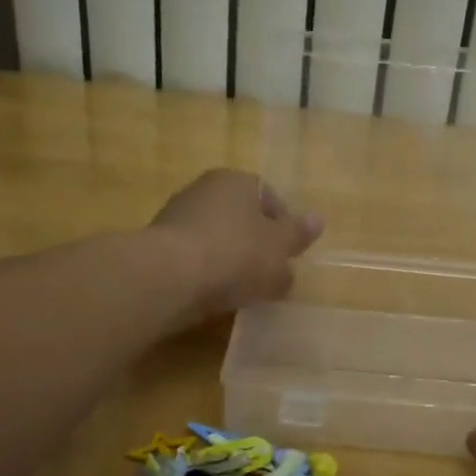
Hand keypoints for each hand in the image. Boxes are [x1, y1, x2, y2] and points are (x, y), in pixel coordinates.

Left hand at [150, 169, 322, 319]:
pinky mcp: (158, 246)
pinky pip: (195, 257)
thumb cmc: (235, 254)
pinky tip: (214, 294)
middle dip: (257, 244)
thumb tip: (318, 220)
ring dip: (230, 259)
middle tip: (270, 274)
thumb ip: (298, 234)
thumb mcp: (279, 248)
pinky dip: (206, 272)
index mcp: (237, 181)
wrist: (169, 278)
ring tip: (242, 289)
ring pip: (217, 237)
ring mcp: (177, 216)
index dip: (284, 226)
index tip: (290, 255)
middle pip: (241, 217)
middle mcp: (205, 190)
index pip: (269, 197)